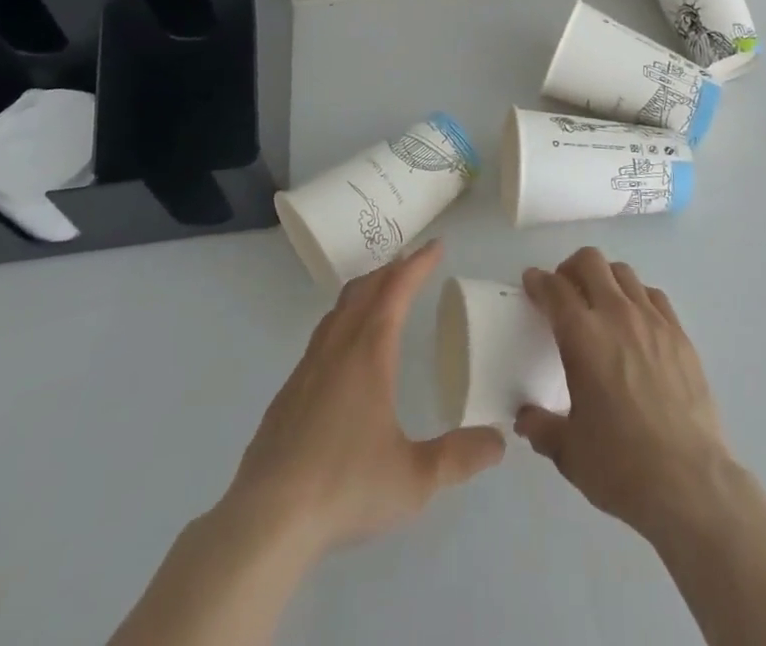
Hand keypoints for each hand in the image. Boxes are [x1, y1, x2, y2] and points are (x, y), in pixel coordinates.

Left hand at [224, 239, 505, 559]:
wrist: (266, 520)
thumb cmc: (345, 487)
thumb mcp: (414, 479)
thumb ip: (459, 457)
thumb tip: (499, 441)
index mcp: (369, 353)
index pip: (396, 290)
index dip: (417, 264)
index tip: (436, 246)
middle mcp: (337, 348)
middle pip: (364, 290)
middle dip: (391, 269)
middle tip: (412, 262)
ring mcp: (307, 368)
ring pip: (338, 310)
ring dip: (364, 291)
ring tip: (381, 293)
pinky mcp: (287, 393)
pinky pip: (321, 336)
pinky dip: (342, 320)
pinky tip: (345, 350)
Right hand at [516, 248, 732, 538]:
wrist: (689, 483)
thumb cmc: (621, 466)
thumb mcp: (569, 452)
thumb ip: (542, 428)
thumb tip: (525, 418)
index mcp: (582, 337)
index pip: (554, 288)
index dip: (538, 281)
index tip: (532, 284)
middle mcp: (616, 315)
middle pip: (590, 262)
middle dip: (571, 268)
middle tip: (564, 291)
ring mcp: (653, 321)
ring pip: (624, 273)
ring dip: (604, 278)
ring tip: (600, 303)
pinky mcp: (680, 335)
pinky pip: (654, 296)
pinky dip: (637, 297)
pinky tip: (635, 322)